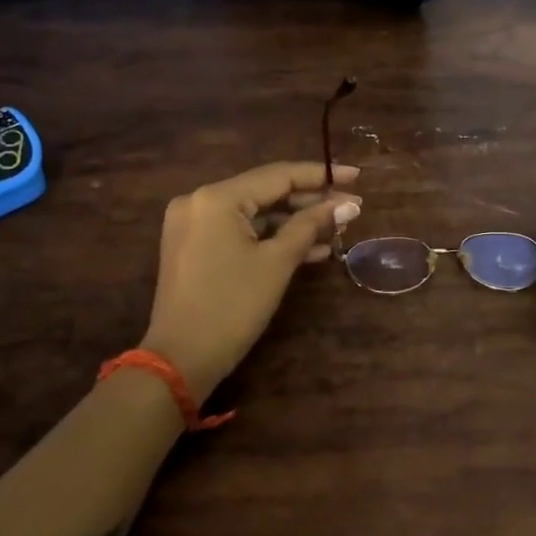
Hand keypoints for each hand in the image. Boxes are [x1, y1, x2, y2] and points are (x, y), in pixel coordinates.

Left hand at [142, 162, 361, 402]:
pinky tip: (311, 249)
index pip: (278, 175)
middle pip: (266, 192)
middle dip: (310, 201)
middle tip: (350, 208)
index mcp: (216, 198)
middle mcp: (200, 201)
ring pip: (255, 214)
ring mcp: (194, 225)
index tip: (355, 176)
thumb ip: (311, 226)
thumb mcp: (277, 263)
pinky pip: (241, 232)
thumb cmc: (232, 306)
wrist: (180, 360)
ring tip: (337, 229)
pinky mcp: (195, 247)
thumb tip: (346, 206)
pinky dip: (271, 238)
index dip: (320, 176)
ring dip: (294, 222)